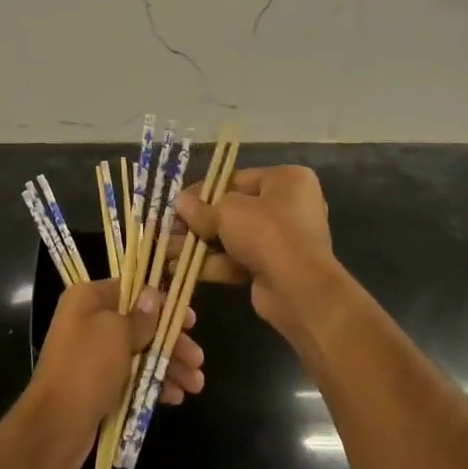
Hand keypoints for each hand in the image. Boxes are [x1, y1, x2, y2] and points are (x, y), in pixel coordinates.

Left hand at [22, 278, 205, 468]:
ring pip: (140, 353)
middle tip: (198, 359)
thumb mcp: (116, 333)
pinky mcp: (100, 385)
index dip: (163, 304)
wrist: (55, 428)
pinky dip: (154, 384)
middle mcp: (90, 322)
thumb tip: (153, 295)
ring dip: (168, 366)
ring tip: (196, 385)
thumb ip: (140, 316)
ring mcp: (94, 355)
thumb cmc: (86, 369)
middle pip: (140, 324)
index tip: (191, 320)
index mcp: (88, 299)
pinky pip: (133, 377)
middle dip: (171, 341)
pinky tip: (176, 397)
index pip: (132, 290)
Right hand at [175, 166, 346, 344]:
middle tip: (170, 228)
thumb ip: (202, 208)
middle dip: (200, 221)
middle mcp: (289, 206)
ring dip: (201, 244)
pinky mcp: (275, 268)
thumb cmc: (267, 233)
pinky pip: (239, 259)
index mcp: (287, 180)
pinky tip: (182, 268)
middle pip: (235, 209)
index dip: (204, 191)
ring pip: (234, 237)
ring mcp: (283, 240)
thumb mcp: (227, 212)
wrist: (299, 289)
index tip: (179, 202)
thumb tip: (180, 202)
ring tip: (167, 250)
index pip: (237, 179)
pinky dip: (214, 263)